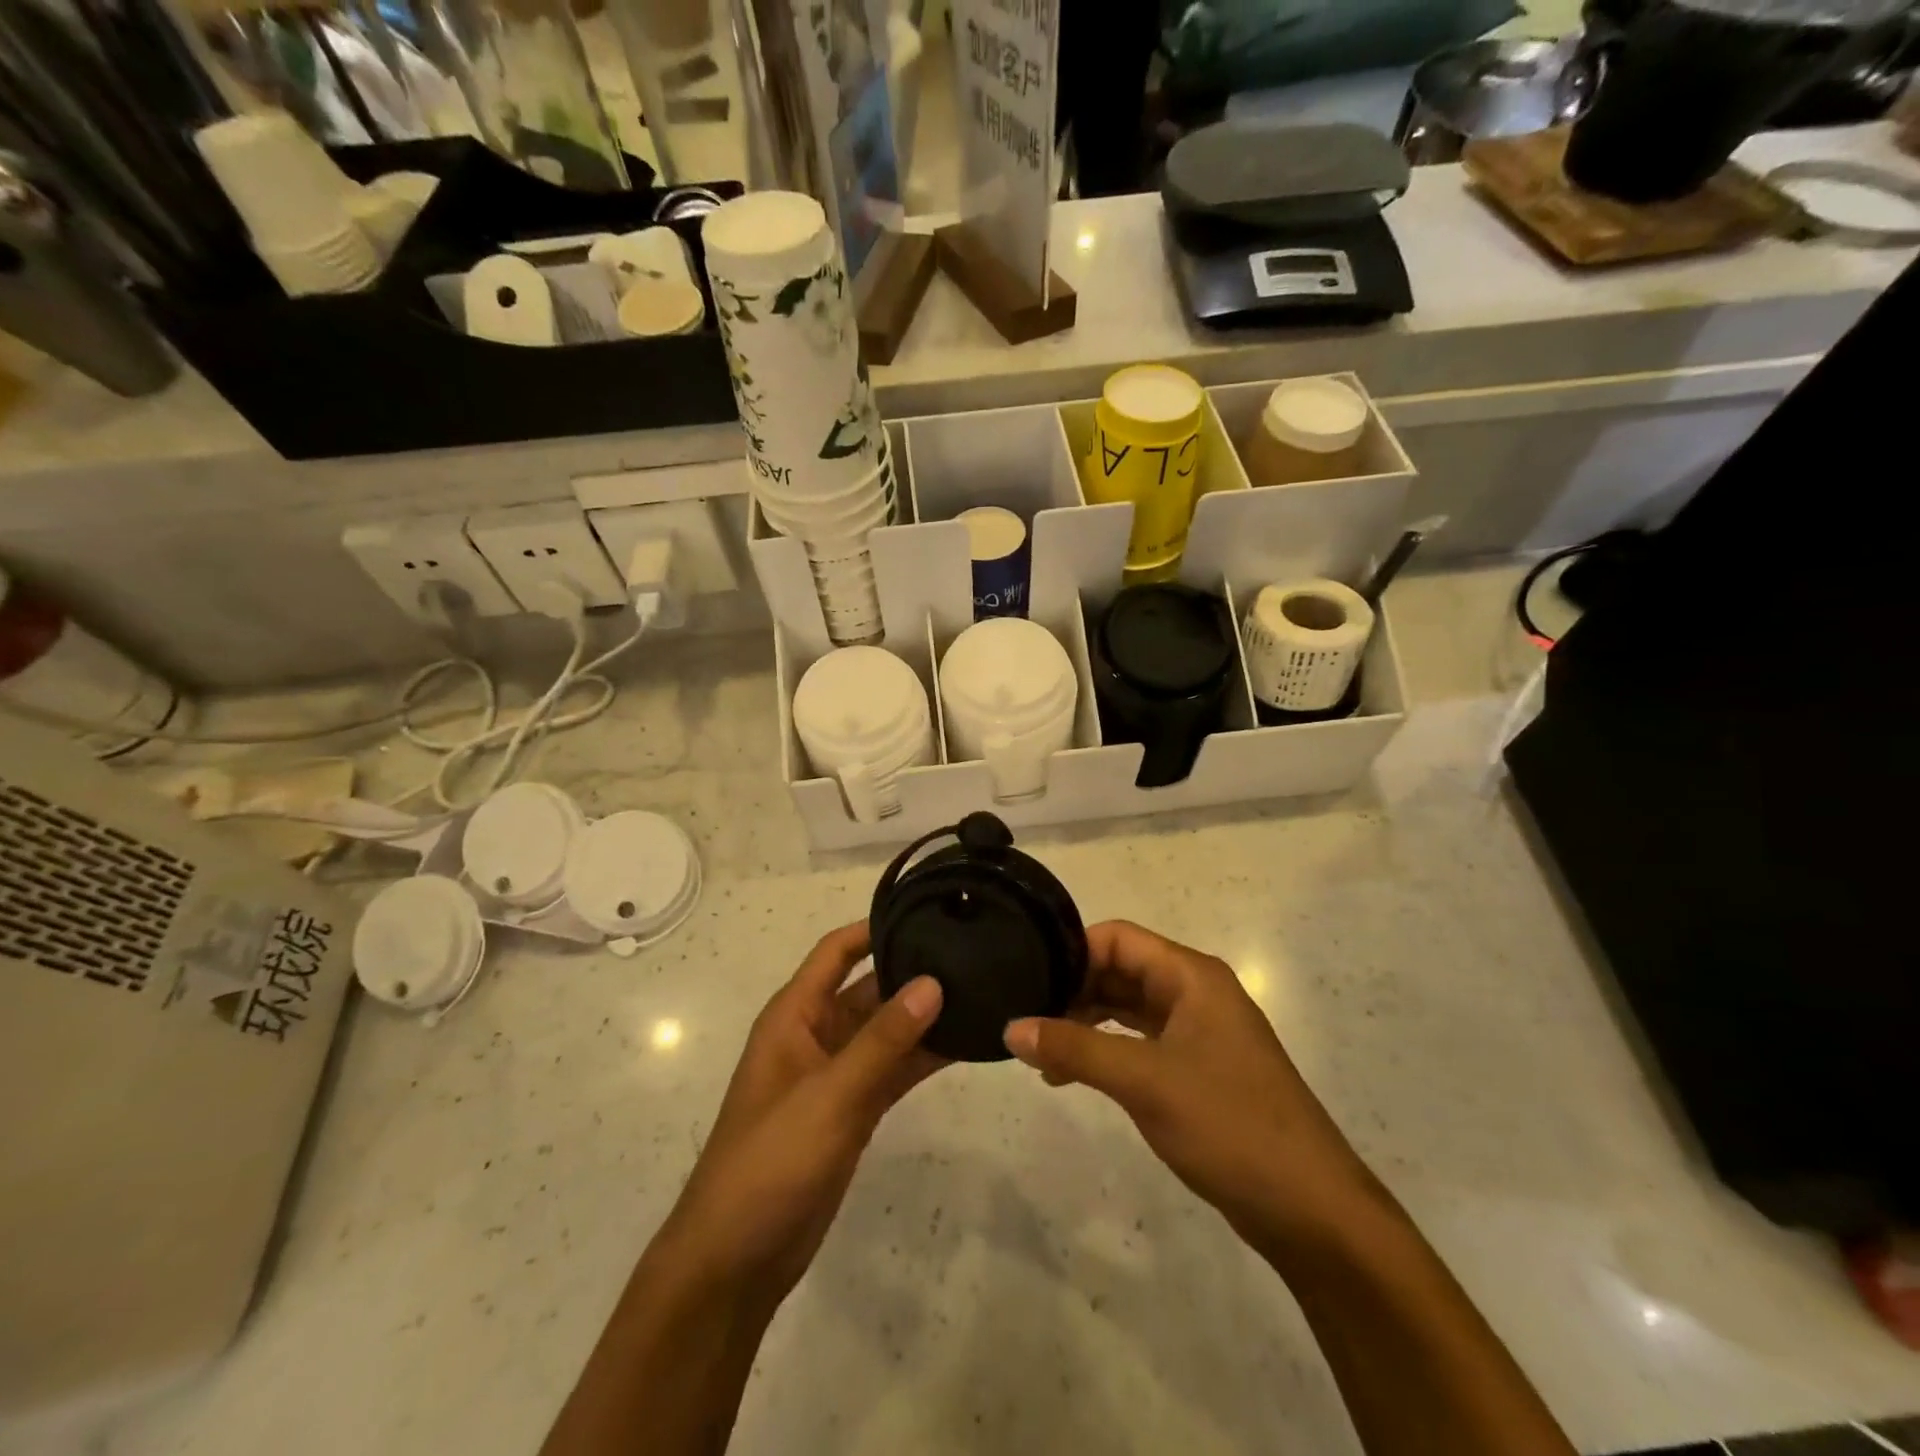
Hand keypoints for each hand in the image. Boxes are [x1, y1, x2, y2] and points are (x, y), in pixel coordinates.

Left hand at [655, 922, 943, 1307]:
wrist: (735, 1261)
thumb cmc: (770, 1162)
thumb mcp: (830, 1095)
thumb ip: (883, 1040)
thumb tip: (933, 982)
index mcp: (794, 1016)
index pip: (837, 951)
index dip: (875, 927)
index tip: (927, 910)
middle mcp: (815, 1035)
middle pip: (868, 988)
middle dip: (912, 972)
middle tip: (971, 953)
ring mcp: (835, 1074)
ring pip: (886, 1031)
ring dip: (923, 1016)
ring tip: (980, 992)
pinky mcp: (852, 1110)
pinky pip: (892, 1070)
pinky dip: (922, 1058)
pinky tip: (965, 1045)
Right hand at [1003, 921, 1379, 1259]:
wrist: (1311, 1210)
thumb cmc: (1230, 1125)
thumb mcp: (1144, 1082)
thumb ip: (1075, 1050)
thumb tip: (1012, 1028)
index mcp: (1192, 976)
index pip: (1119, 938)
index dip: (1073, 952)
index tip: (1028, 978)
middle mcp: (1196, 993)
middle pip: (1122, 970)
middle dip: (1074, 989)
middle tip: (1026, 1016)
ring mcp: (1200, 1032)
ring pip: (1130, 1008)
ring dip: (1086, 1023)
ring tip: (1040, 1051)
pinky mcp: (1199, 1069)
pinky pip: (1142, 1042)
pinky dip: (1107, 1050)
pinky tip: (1074, 1075)